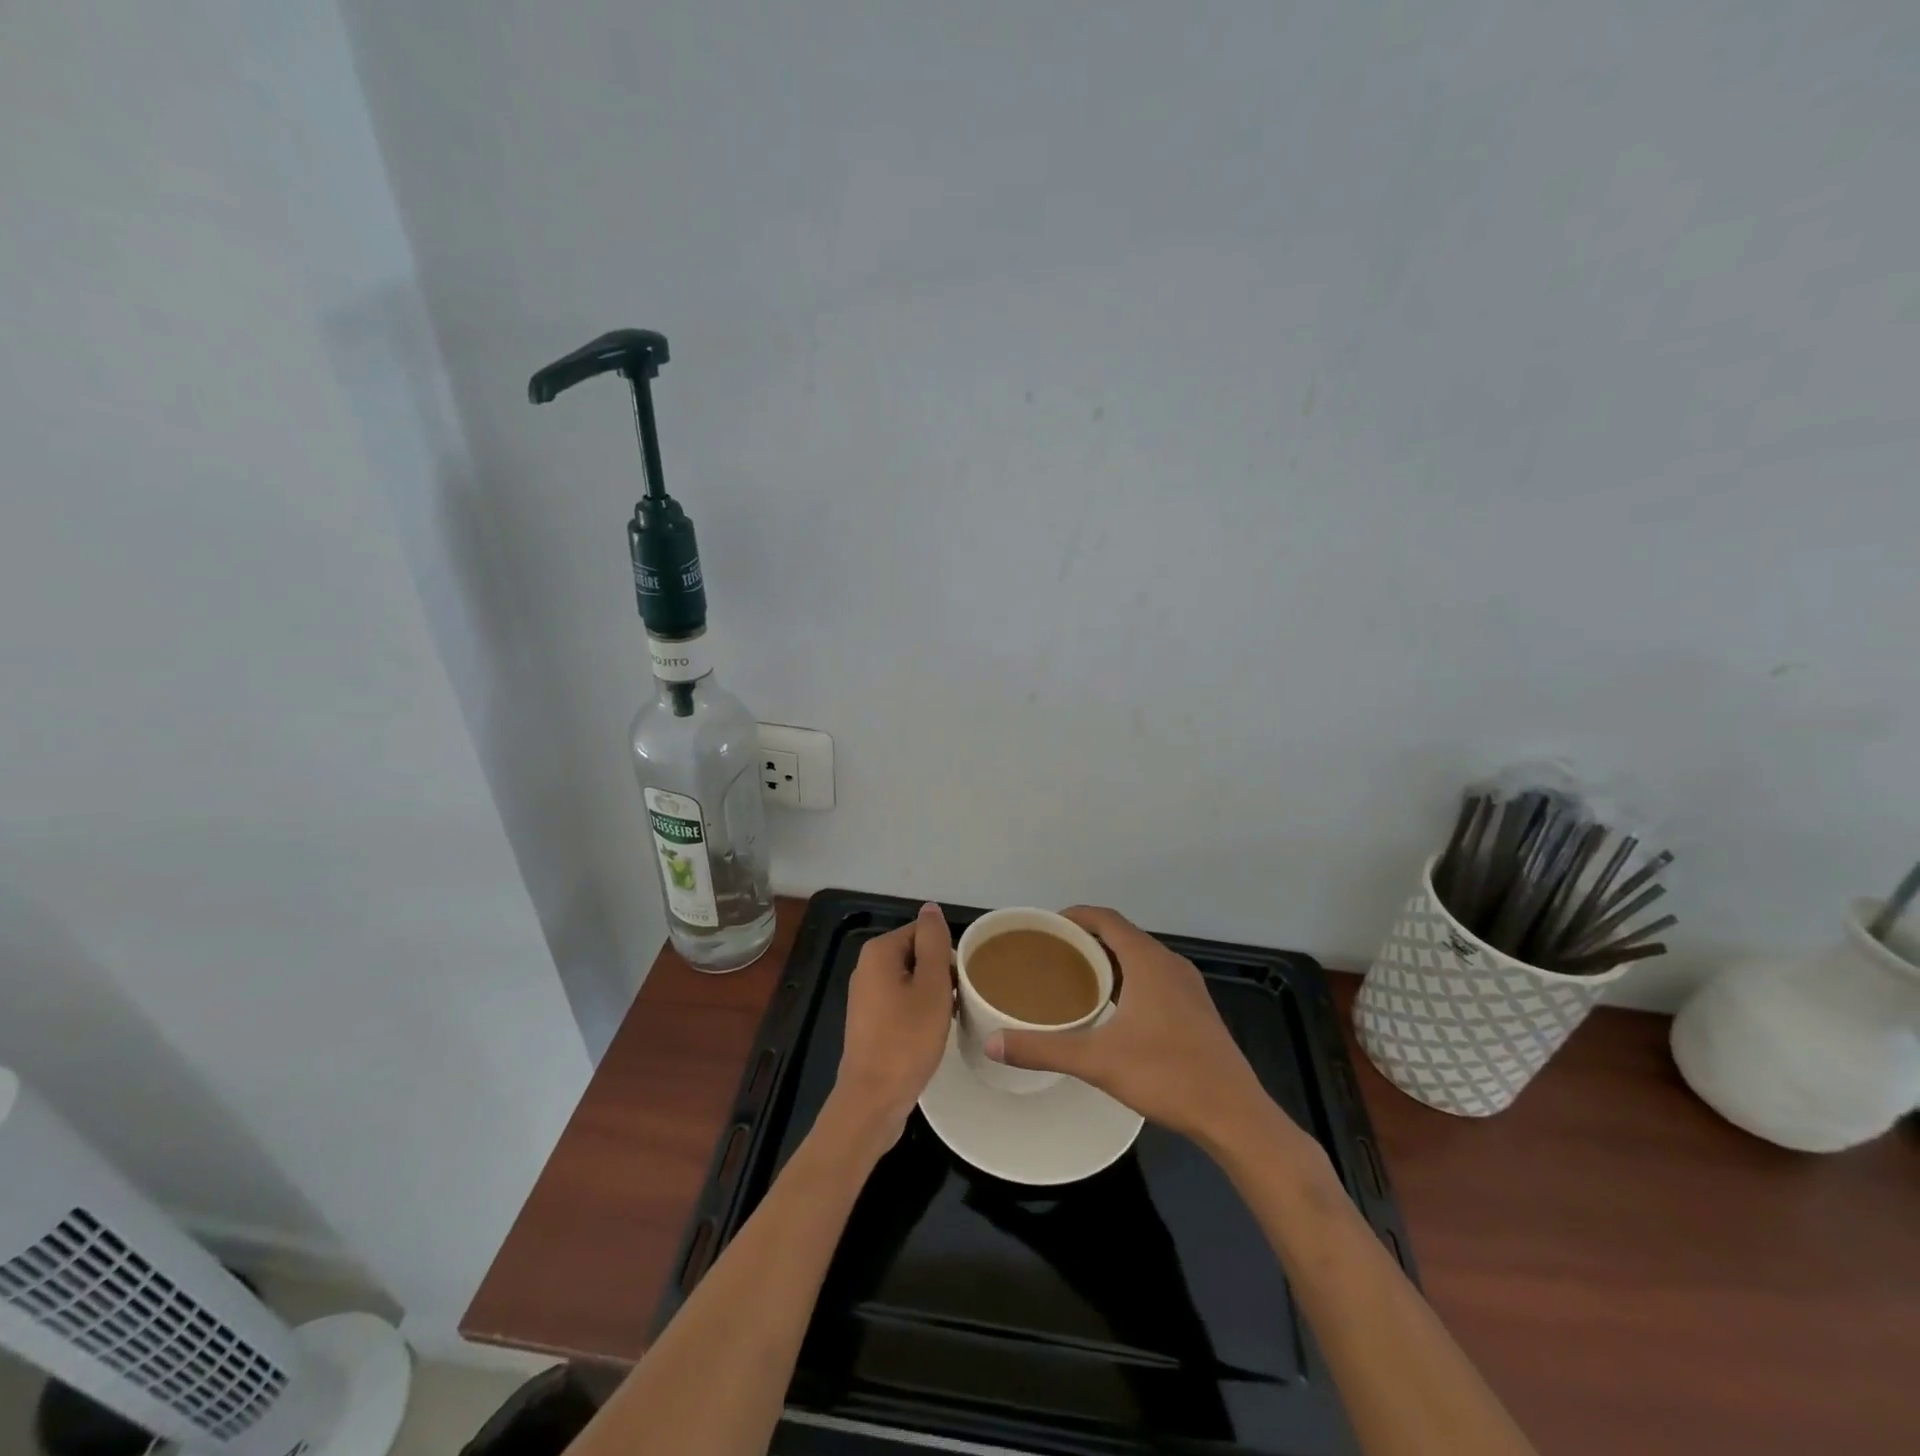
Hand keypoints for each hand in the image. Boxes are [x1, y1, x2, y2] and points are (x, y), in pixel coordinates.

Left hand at [833, 902, 953, 1142]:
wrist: (874, 1099)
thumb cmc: (907, 1038)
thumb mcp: (932, 985)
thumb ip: (933, 942)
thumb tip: (930, 907)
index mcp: (879, 951)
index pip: (924, 932)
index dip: (947, 954)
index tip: (962, 982)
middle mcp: (867, 967)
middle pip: (917, 954)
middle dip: (941, 974)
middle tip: (958, 1002)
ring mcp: (866, 995)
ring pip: (911, 980)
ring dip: (933, 994)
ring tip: (949, 1018)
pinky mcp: (869, 1020)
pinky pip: (902, 1001)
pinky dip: (919, 1011)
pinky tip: (932, 1032)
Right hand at [985, 905, 1277, 1144]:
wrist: (1233, 1113)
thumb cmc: (1166, 1074)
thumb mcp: (1097, 1060)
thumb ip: (1043, 1049)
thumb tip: (993, 1044)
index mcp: (1148, 960)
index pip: (1106, 919)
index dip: (1075, 915)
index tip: (1046, 925)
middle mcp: (1170, 963)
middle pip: (1122, 935)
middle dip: (1087, 939)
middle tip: (1051, 954)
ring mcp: (1188, 986)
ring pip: (1141, 958)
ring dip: (1109, 960)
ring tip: (1075, 978)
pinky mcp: (1196, 1009)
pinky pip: (1155, 978)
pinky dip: (1129, 978)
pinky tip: (1113, 1008)